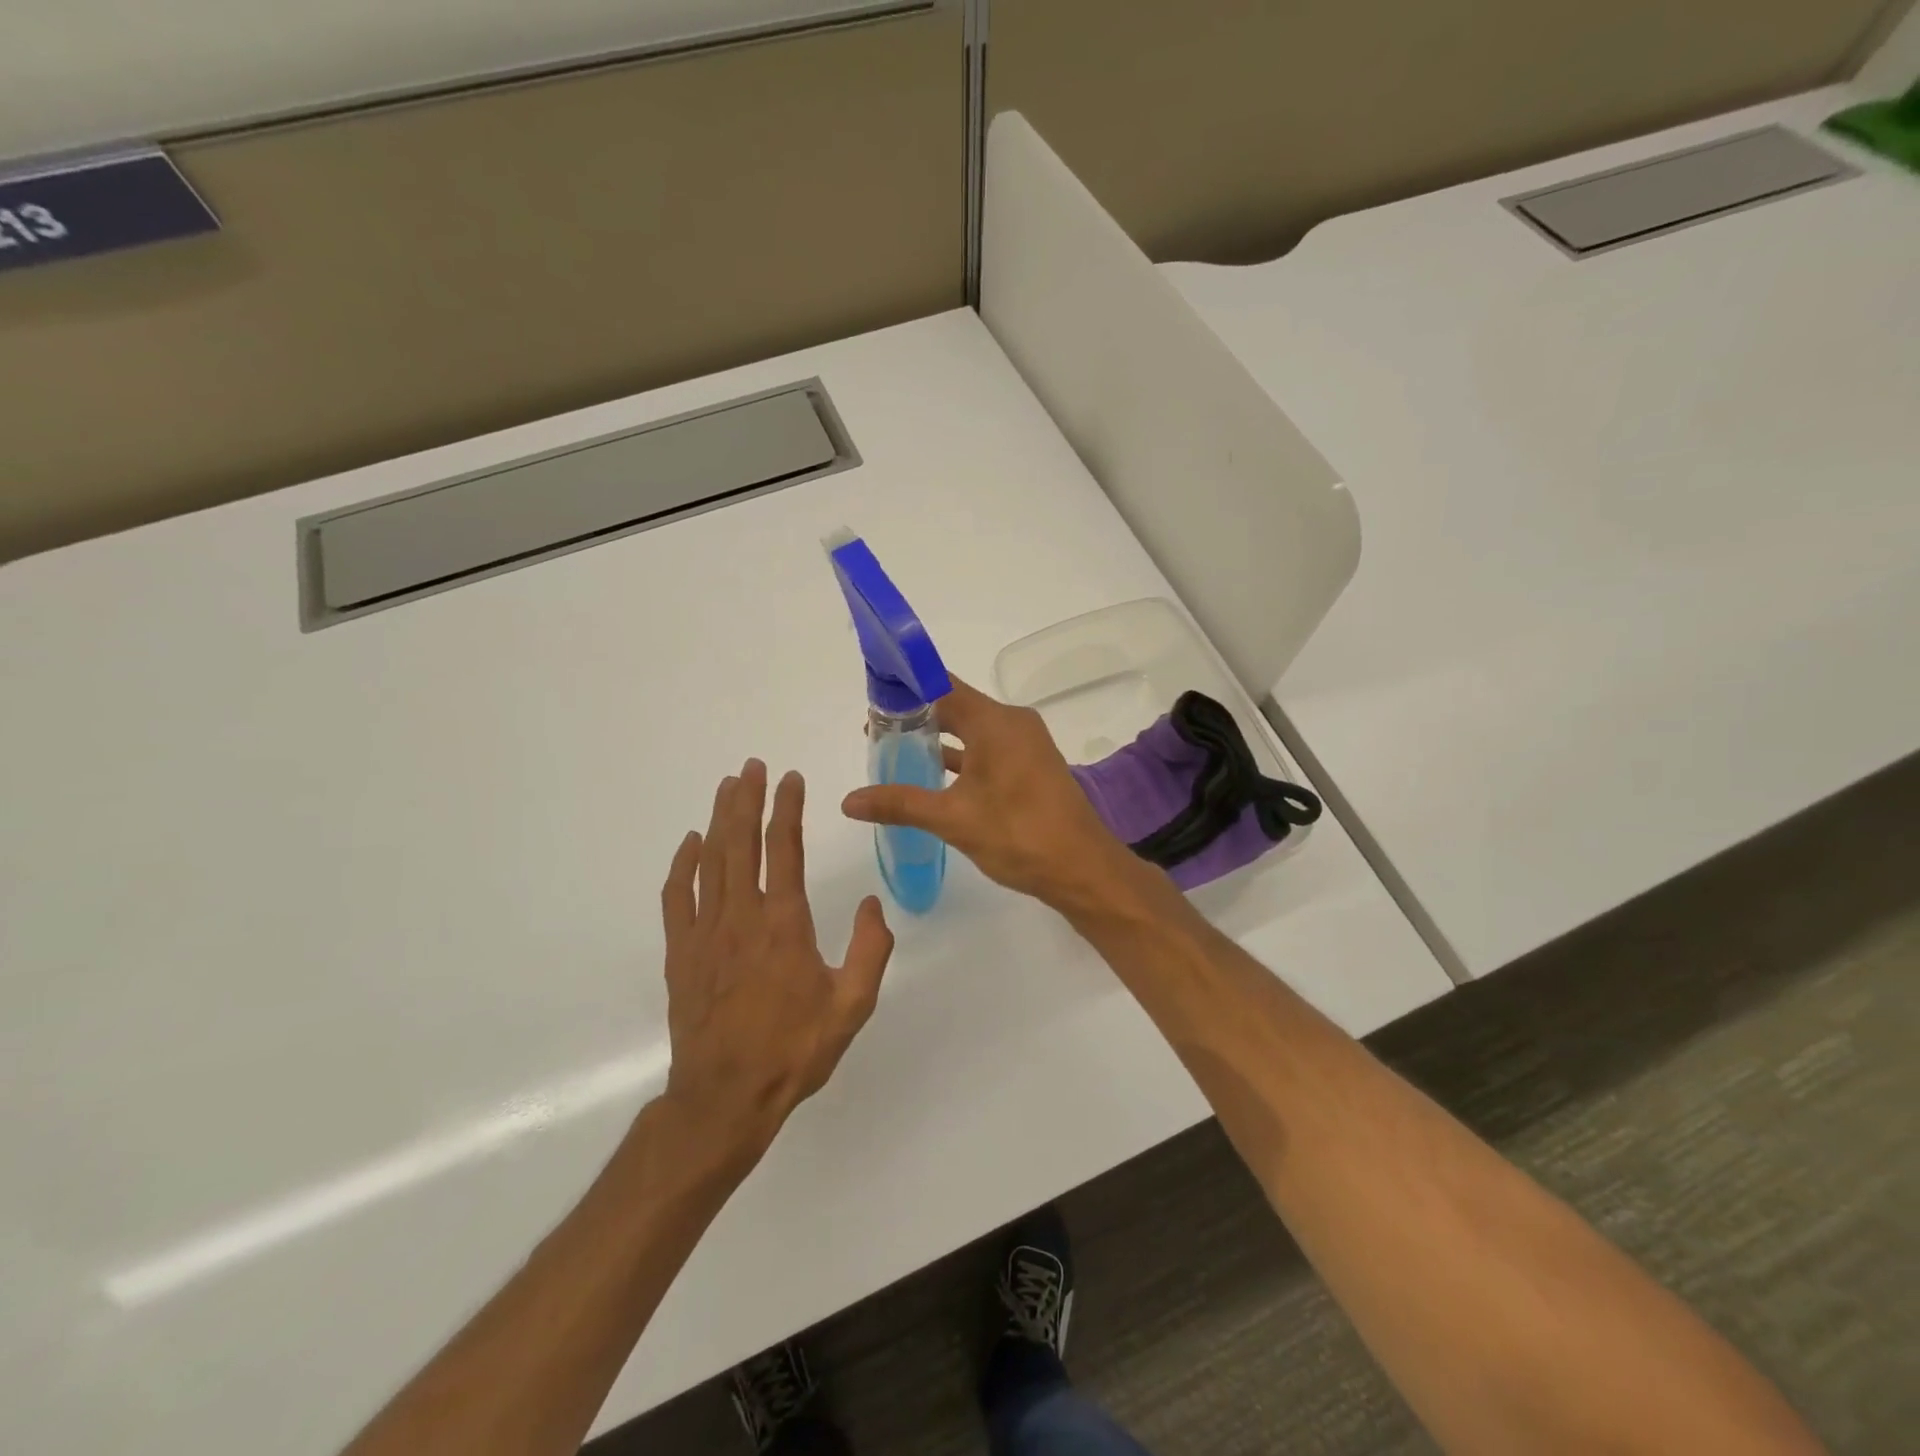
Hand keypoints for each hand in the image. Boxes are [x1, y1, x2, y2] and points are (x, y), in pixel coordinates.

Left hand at [660, 760, 894, 1159]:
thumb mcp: (852, 1006)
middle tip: (751, 766)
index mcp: (785, 925)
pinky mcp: (682, 952)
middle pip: (741, 843)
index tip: (790, 778)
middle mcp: (742, 917)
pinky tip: (691, 843)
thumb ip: (870, 950)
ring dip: (719, 819)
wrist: (725, 1098)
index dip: (787, 808)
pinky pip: (678, 896)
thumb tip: (871, 904)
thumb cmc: (793, 1050)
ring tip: (727, 787)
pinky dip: (683, 864)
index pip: (785, 850)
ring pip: (710, 861)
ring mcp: (705, 932)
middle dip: (747, 799)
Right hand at [840, 677, 1143, 914]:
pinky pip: (988, 749)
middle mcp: (1012, 723)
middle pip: (956, 705)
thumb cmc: (1018, 835)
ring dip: (938, 737)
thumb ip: (900, 804)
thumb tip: (848, 801)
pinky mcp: (1031, 766)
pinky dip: (961, 757)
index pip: (941, 686)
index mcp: (995, 722)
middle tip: (875, 727)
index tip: (873, 692)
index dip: (906, 686)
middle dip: (916, 714)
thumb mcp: (953, 819)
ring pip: (972, 729)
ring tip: (896, 748)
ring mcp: (1025, 745)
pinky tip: (934, 774)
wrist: (1083, 869)